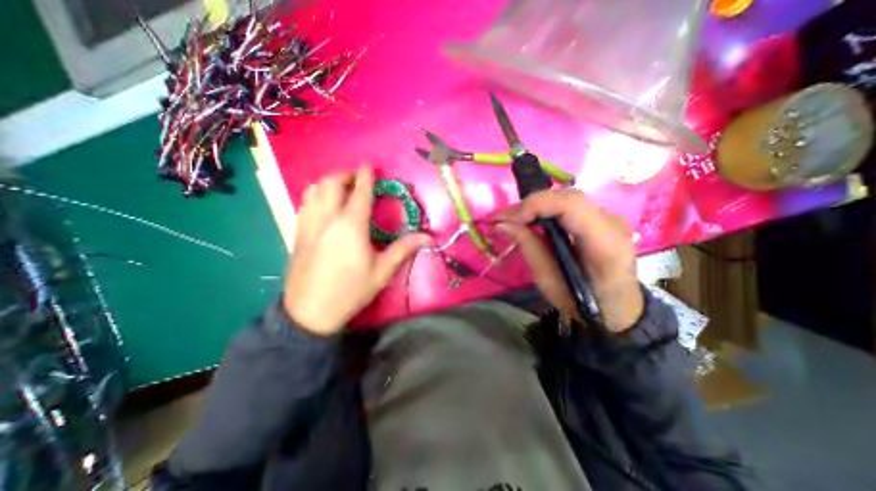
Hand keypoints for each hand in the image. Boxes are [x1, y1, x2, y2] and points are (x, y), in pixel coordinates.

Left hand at [282, 168, 428, 336]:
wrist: (310, 311)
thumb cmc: (351, 290)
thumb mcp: (382, 271)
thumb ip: (403, 249)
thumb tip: (428, 237)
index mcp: (351, 225)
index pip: (359, 191)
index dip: (366, 176)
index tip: (369, 166)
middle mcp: (328, 218)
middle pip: (332, 183)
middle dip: (345, 174)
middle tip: (357, 179)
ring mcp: (309, 223)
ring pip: (314, 189)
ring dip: (329, 182)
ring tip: (341, 188)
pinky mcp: (298, 232)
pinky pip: (304, 203)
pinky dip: (316, 195)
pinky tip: (324, 204)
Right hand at [499, 191, 640, 330]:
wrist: (616, 309)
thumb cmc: (582, 303)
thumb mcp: (549, 282)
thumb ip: (529, 248)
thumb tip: (502, 224)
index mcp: (605, 243)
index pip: (571, 205)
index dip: (536, 205)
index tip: (507, 219)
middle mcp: (612, 222)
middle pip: (567, 197)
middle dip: (531, 205)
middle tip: (504, 219)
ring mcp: (609, 217)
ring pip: (566, 198)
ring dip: (536, 206)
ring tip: (513, 219)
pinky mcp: (600, 218)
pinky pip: (568, 206)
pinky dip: (545, 209)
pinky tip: (531, 220)